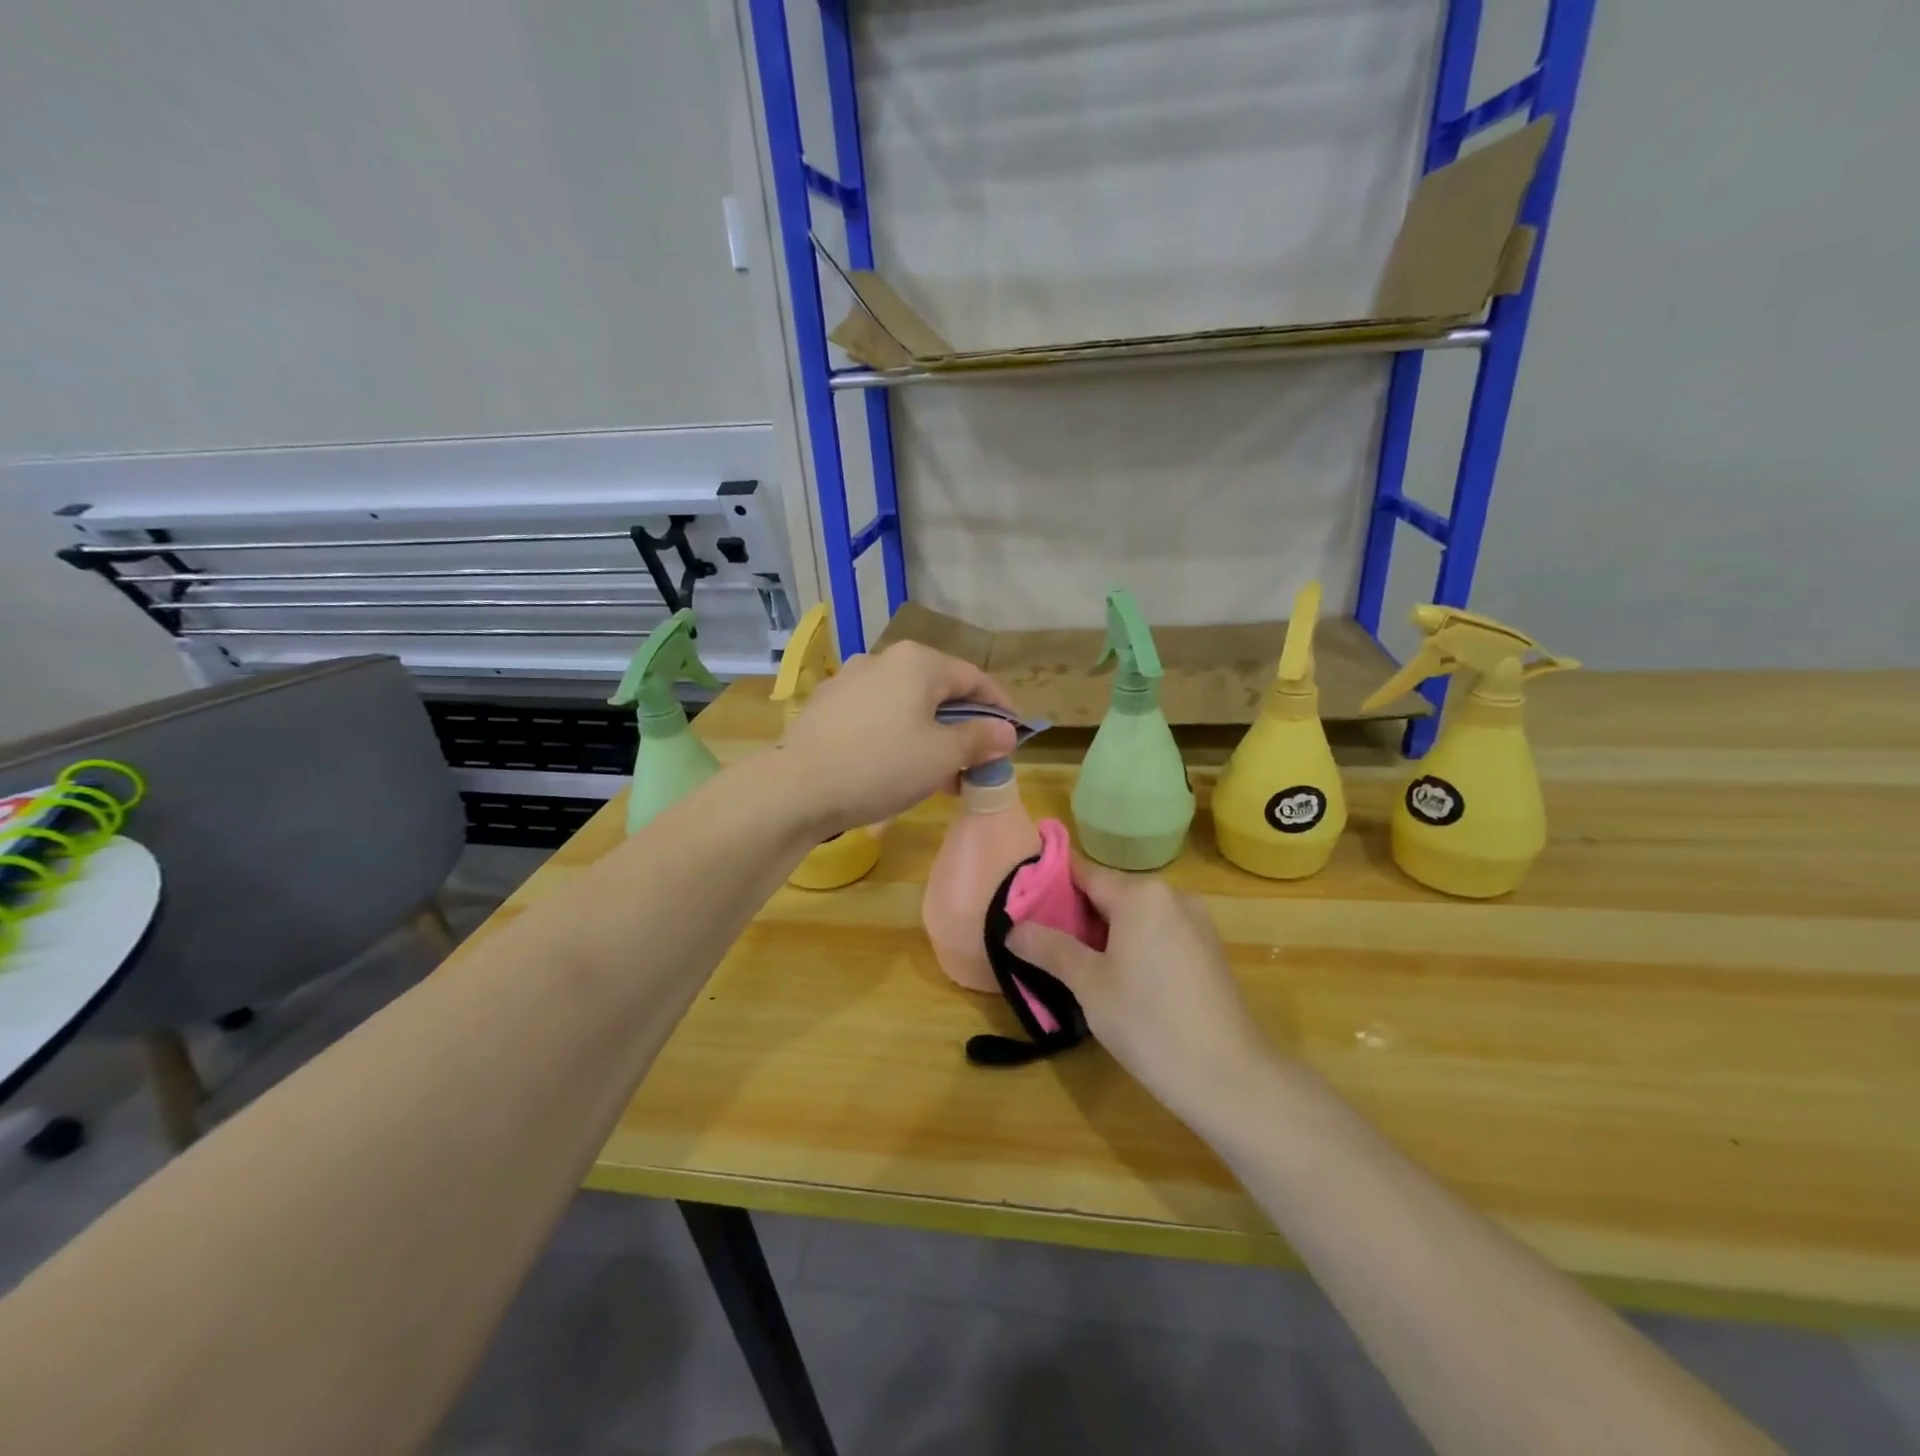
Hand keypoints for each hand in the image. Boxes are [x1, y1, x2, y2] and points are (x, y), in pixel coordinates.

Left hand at [780, 641, 1017, 835]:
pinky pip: (877, 716)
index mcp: (918, 662)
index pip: (974, 679)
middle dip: (962, 726)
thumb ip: (979, 739)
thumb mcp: (942, 756)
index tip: (1016, 733)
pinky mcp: (828, 706)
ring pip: (906, 705)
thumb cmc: (882, 765)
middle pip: (938, 690)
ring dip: (931, 735)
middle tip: (978, 760)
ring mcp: (850, 680)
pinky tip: (898, 769)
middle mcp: (883, 660)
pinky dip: (898, 737)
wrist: (797, 787)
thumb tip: (1005, 731)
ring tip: (941, 774)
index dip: (1000, 706)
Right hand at [1007, 856, 1270, 1122]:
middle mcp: (1172, 896)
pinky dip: (1134, 948)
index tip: (1022, 905)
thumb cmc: (1149, 1022)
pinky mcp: (1208, 951)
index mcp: (1141, 894)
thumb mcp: (1089, 985)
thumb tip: (1013, 927)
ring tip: (1075, 967)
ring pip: (1135, 918)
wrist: (1229, 1076)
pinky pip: (1159, 935)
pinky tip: (1120, 982)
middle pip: (1110, 895)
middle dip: (1076, 917)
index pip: (1083, 873)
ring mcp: (1196, 923)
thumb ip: (1050, 948)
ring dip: (1105, 936)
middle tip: (1042, 945)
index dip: (1050, 886)